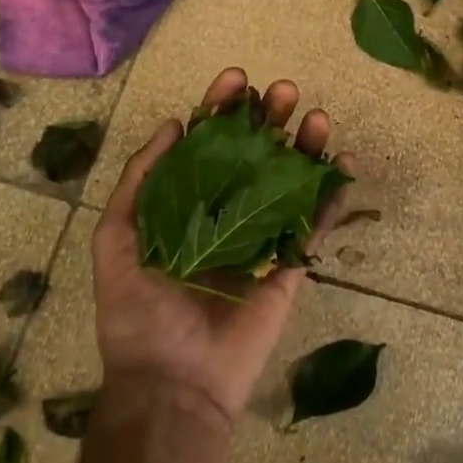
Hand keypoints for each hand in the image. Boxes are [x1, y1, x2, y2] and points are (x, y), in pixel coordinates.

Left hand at [90, 67, 354, 425]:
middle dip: (270, 118)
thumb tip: (173, 124)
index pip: (208, 142)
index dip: (222, 108)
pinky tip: (344, 161)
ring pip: (290, 180)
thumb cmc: (138, 312)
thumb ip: (140, 181)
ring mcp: (262, 237)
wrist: (172, 384)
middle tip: (284, 91)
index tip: (238, 78)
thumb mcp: (118, 239)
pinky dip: (334, 194)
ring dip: (306, 145)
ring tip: (317, 116)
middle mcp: (227, 211)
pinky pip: (316, 223)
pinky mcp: (290, 265)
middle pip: (255, 153)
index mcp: (188, 203)